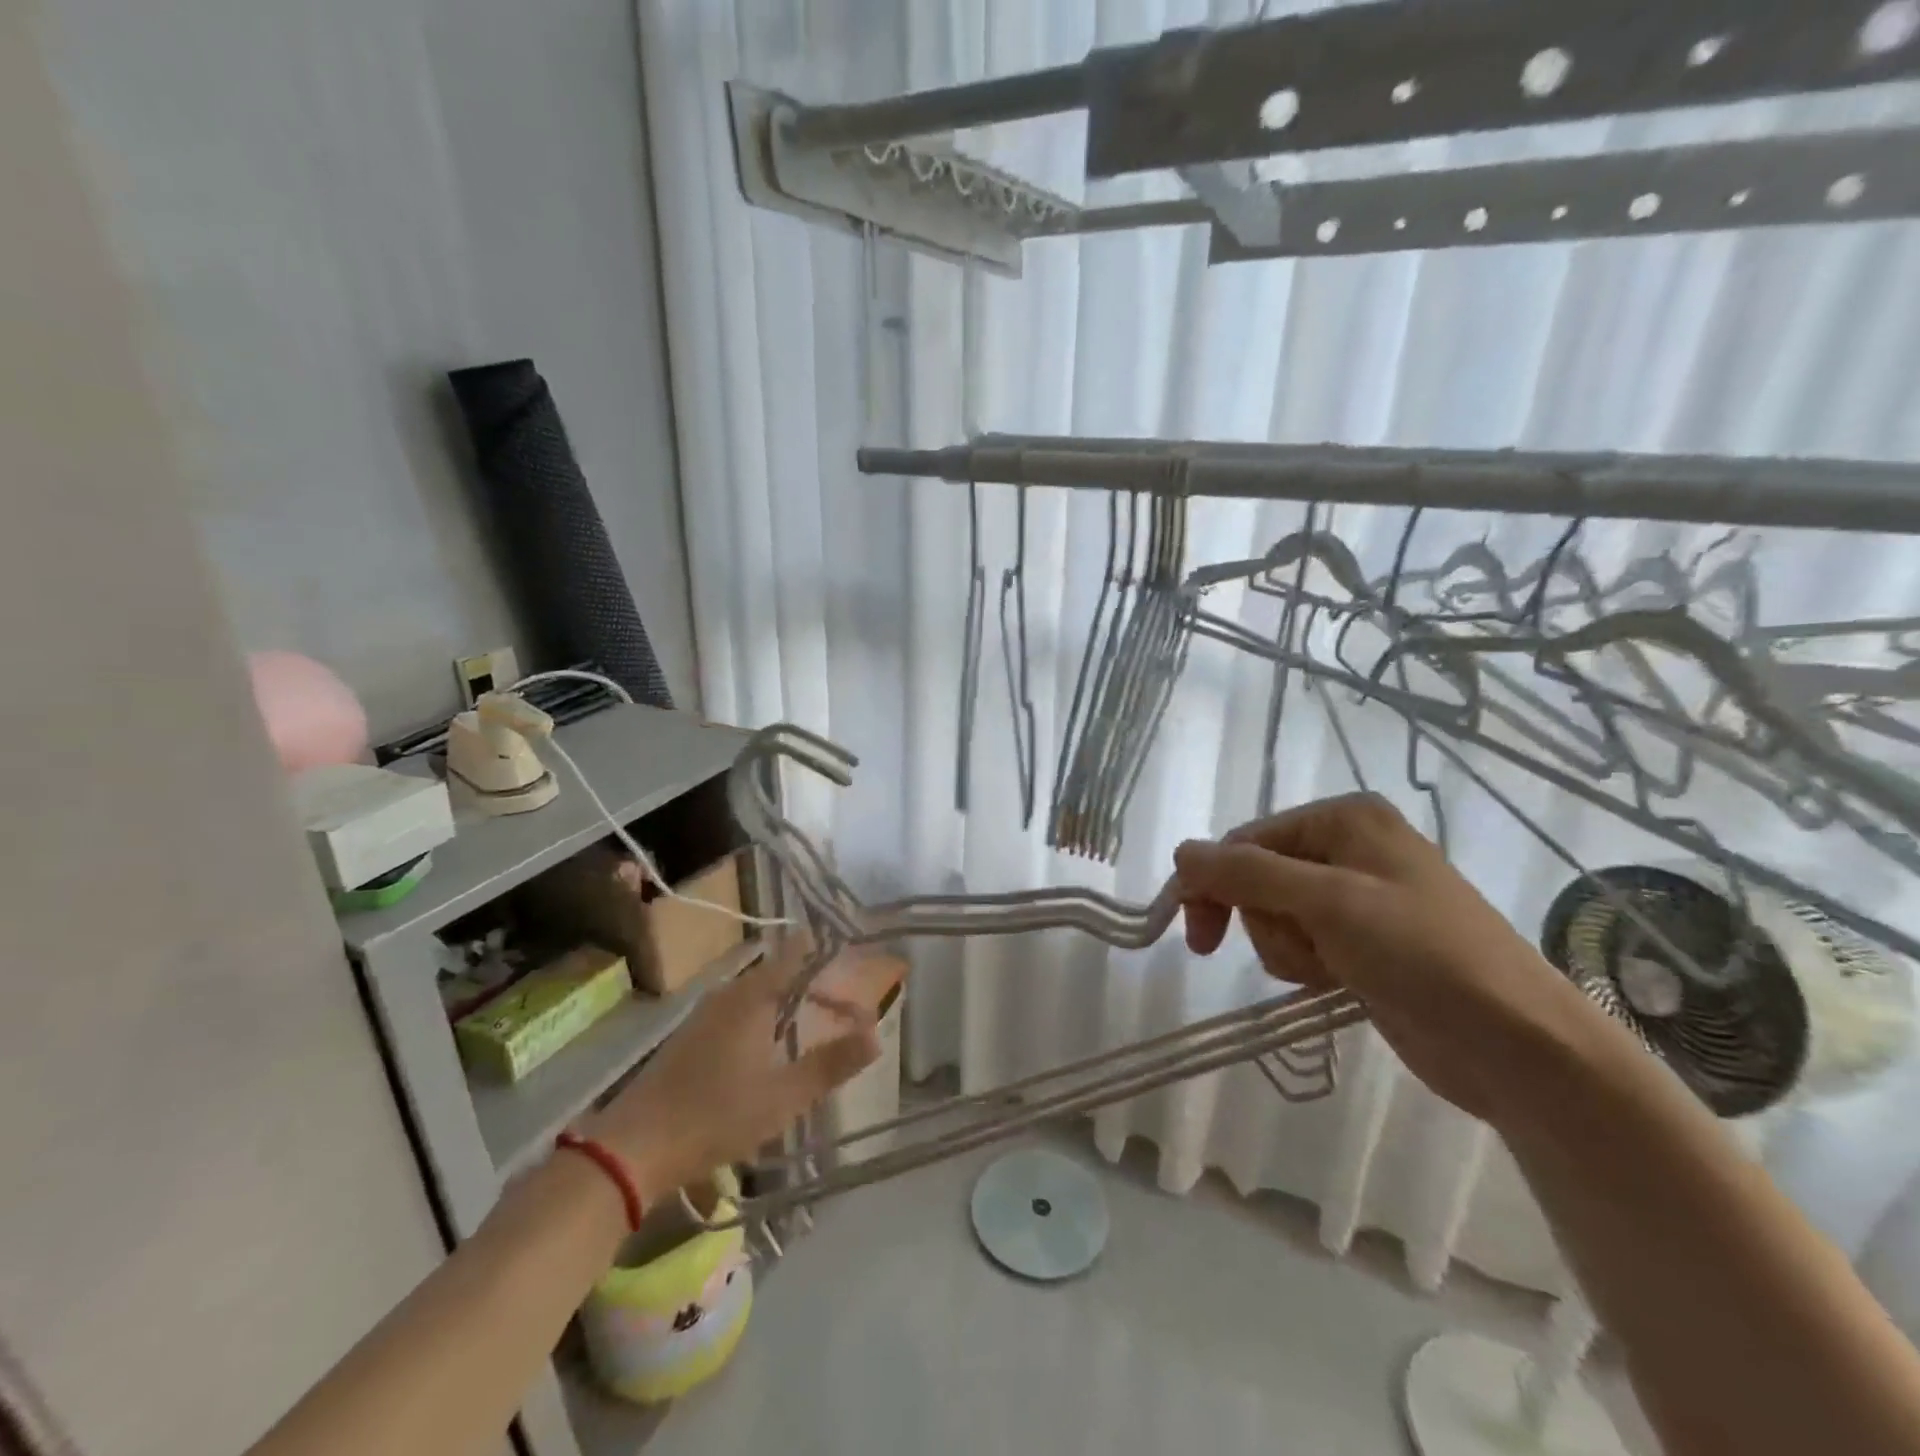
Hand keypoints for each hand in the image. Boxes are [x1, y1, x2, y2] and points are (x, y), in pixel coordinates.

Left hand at [581, 942, 880, 1196]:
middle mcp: (729, 994)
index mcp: (753, 996)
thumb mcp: (784, 1097)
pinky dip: (764, 1019)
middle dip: (814, 986)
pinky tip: (769, 1052)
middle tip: (843, 1009)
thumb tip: (875, 1035)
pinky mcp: (691, 1036)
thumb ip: (832, 1064)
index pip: (797, 955)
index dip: (829, 958)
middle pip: (780, 973)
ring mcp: (705, 1014)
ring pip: (758, 994)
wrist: (633, 1147)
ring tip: (813, 1029)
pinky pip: (739, 1011)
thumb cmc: (715, 1116)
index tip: (854, 969)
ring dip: (788, 1005)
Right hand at [1174, 793, 1615, 1125]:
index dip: (1214, 884)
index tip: (1198, 938)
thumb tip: (1180, 853)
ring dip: (1288, 948)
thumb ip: (1246, 873)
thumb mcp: (1328, 903)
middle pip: (1257, 877)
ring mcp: (1357, 897)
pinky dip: (1306, 963)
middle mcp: (1348, 847)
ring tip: (1332, 970)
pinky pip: (1301, 942)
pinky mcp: (1362, 942)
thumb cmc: (1424, 954)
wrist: (1518, 1044)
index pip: (1246, 840)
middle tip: (1294, 956)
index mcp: (1344, 818)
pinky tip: (1339, 982)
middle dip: (1265, 921)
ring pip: (1274, 915)